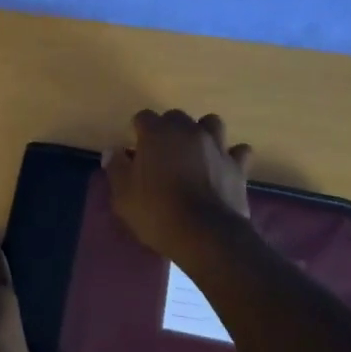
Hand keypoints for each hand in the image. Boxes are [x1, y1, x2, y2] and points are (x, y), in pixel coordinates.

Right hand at [102, 109, 253, 261]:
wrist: (205, 234)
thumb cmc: (157, 213)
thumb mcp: (124, 196)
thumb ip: (117, 169)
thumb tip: (112, 151)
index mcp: (157, 134)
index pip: (144, 117)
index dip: (138, 130)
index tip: (135, 148)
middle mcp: (188, 131)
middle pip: (176, 117)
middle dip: (168, 129)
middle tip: (162, 153)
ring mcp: (216, 146)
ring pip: (211, 123)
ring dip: (202, 132)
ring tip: (196, 151)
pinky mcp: (238, 165)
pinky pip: (238, 151)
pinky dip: (231, 155)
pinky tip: (224, 166)